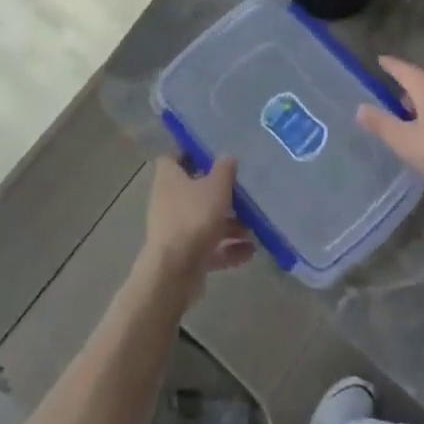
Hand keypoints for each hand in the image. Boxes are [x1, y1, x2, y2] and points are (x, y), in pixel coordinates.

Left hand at [139, 156, 253, 299]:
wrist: (175, 270)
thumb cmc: (194, 217)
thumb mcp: (216, 187)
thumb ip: (224, 170)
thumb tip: (227, 157)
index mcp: (169, 178)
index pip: (174, 157)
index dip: (191, 153)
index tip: (212, 152)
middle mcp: (168, 201)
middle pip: (194, 191)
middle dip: (219, 193)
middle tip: (243, 191)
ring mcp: (175, 230)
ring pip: (204, 221)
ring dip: (229, 224)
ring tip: (254, 227)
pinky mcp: (184, 256)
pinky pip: (209, 247)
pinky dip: (228, 248)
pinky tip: (251, 250)